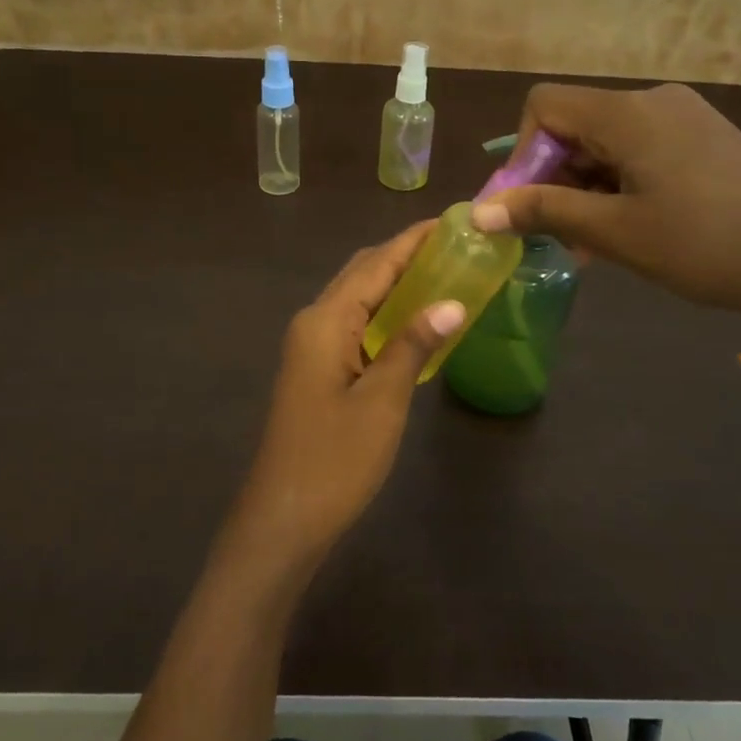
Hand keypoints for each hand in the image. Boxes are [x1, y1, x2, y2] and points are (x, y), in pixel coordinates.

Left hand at [229, 222, 465, 567]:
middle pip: (362, 274)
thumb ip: (414, 345)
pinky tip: (415, 323)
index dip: (413, 241)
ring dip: (396, 285)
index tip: (452, 221)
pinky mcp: (317, 372)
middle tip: (456, 248)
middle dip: (405, 256)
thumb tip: (452, 303)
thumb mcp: (383, 400)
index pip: (375, 264)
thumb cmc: (334, 459)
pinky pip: (355, 328)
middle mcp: (313, 323)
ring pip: (358, 301)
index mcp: (325, 320)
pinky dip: (386, 316)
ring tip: (445, 275)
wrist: (284, 519)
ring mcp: (311, 349)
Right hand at [471, 83, 740, 358]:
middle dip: (554, 178)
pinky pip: (639, 152)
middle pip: (574, 124)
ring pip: (605, 142)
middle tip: (560, 235)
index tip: (530, 206)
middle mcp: (654, 101)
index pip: (543, 106)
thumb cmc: (705, 245)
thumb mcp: (614, 232)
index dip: (522, 154)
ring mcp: (684, 119)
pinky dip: (618, 185)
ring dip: (585, 188)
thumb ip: (542, 212)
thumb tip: (476, 212)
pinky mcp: (704, 140)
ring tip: (595, 243)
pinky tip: (630, 229)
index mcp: (628, 112)